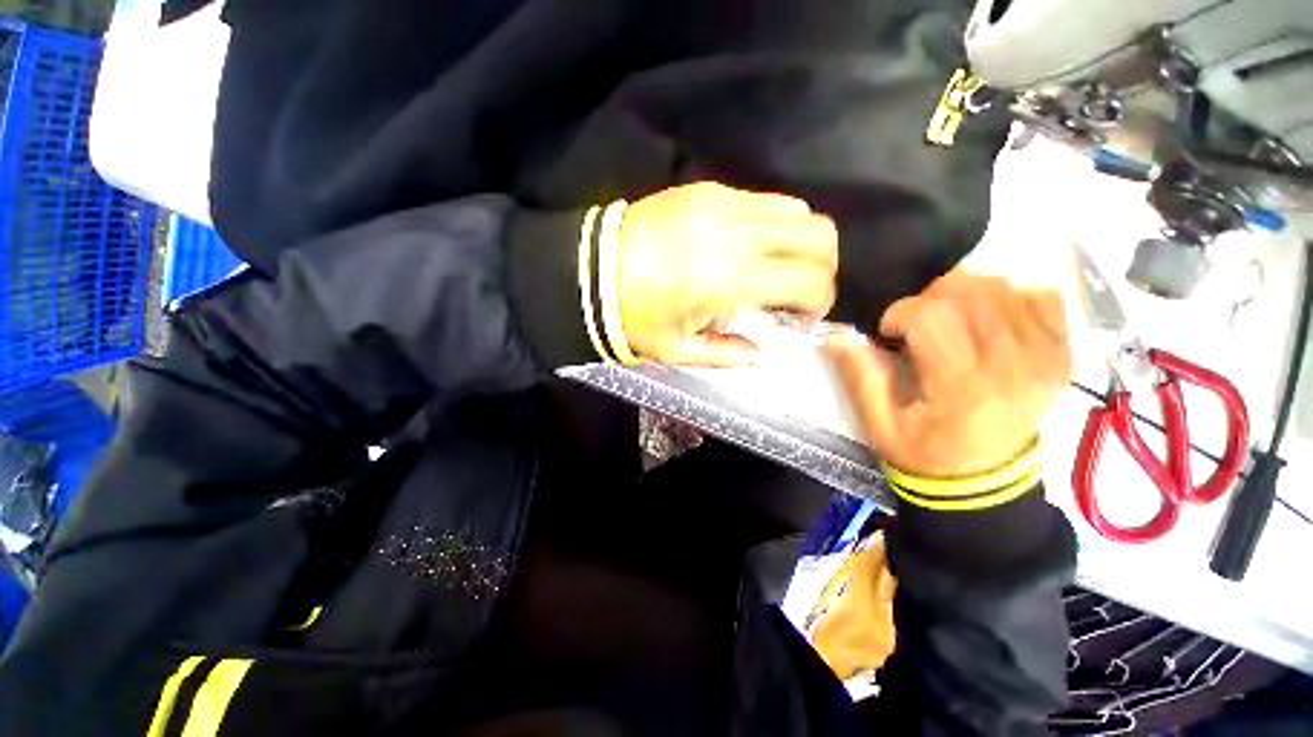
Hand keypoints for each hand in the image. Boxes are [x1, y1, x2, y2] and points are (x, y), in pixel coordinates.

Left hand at [617, 182, 838, 365]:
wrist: (591, 269)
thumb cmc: (633, 316)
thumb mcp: (678, 350)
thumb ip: (727, 352)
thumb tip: (760, 352)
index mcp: (731, 279)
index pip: (809, 281)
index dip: (820, 302)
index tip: (805, 316)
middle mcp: (738, 233)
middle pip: (820, 235)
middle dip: (823, 267)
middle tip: (800, 291)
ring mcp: (725, 203)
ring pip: (798, 210)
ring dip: (801, 243)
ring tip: (777, 267)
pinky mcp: (709, 190)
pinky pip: (763, 200)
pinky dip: (772, 224)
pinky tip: (748, 246)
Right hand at [827, 273, 1071, 478]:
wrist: (985, 481)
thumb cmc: (924, 453)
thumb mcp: (879, 424)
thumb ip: (860, 376)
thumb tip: (839, 334)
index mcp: (963, 387)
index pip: (931, 316)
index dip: (899, 313)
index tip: (888, 332)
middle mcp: (1013, 365)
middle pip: (968, 292)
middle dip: (928, 297)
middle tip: (915, 323)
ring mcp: (1046, 356)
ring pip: (1002, 287)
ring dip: (963, 294)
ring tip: (946, 321)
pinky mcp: (1062, 353)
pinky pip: (1041, 296)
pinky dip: (1010, 297)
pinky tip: (988, 320)